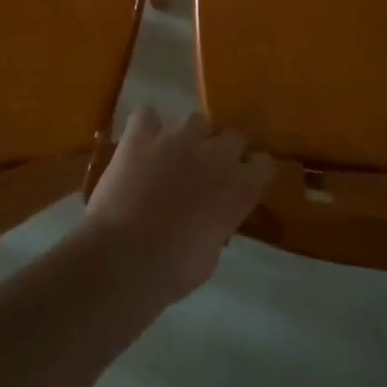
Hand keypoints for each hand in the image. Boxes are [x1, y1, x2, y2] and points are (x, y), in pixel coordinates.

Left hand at [81, 109, 272, 305]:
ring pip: (195, 120)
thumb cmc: (172, 270)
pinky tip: (141, 143)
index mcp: (238, 187)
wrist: (123, 259)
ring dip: (190, 137)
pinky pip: (147, 115)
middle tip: (209, 171)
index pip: (264, 164)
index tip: (245, 182)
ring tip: (174, 155)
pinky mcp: (141, 135)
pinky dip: (146, 127)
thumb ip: (219, 223)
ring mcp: (177, 138)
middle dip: (224, 150)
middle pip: (233, 136)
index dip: (253, 171)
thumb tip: (214, 216)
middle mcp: (214, 153)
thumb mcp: (210, 255)